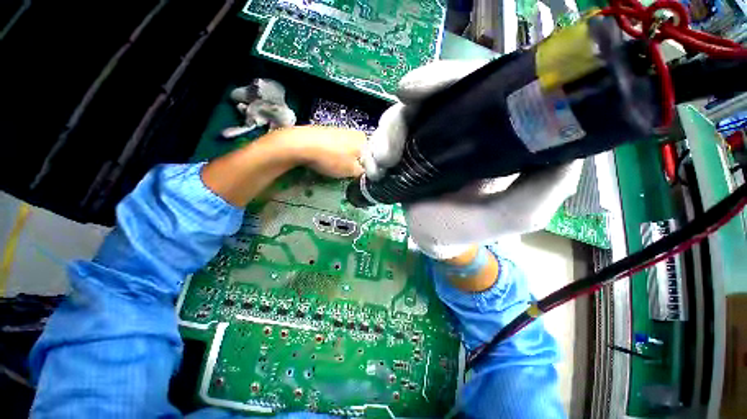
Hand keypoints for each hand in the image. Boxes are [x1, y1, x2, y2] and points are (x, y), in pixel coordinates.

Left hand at [271, 126, 365, 178]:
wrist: (302, 145)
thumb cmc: (332, 159)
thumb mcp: (353, 171)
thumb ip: (365, 173)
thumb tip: (370, 173)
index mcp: (364, 140)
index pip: (373, 157)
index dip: (368, 169)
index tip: (360, 176)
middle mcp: (355, 132)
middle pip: (361, 153)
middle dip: (356, 163)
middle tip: (348, 173)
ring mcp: (340, 130)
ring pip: (349, 150)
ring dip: (345, 160)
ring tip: (336, 167)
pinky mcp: (328, 132)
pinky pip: (337, 147)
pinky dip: (335, 154)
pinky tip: (327, 159)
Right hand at [362, 60, 583, 258]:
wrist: (435, 238)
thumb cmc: (470, 228)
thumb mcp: (514, 215)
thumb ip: (543, 190)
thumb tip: (568, 149)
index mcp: (483, 132)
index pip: (467, 87)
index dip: (443, 80)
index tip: (415, 91)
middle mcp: (452, 129)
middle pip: (421, 101)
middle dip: (399, 119)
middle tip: (388, 150)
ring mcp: (422, 141)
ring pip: (395, 121)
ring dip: (381, 141)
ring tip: (380, 167)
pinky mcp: (402, 154)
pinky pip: (379, 143)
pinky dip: (371, 155)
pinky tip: (373, 173)